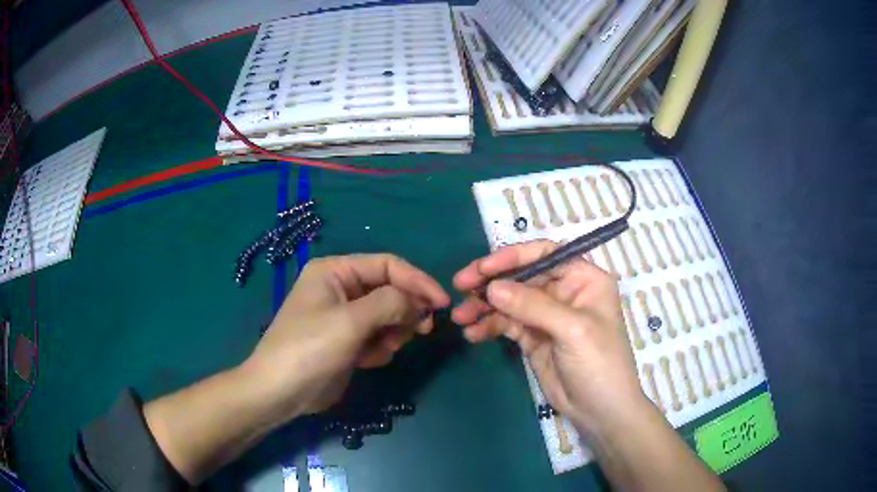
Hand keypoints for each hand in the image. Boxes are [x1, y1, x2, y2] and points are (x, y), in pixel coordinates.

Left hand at [245, 254, 449, 418]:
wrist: (280, 392)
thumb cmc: (309, 349)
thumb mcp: (350, 322)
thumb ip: (390, 304)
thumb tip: (419, 302)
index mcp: (335, 271)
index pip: (388, 265)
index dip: (418, 281)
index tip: (442, 304)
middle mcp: (341, 288)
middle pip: (390, 290)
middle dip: (405, 311)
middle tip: (421, 331)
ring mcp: (344, 316)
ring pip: (388, 315)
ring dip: (393, 333)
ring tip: (382, 350)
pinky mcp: (347, 341)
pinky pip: (378, 335)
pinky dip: (380, 347)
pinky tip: (368, 361)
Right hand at [452, 240, 648, 435]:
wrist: (600, 411)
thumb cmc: (600, 363)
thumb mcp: (572, 330)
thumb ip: (532, 306)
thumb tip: (491, 287)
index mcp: (583, 279)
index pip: (545, 254)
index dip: (513, 257)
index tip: (483, 267)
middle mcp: (564, 292)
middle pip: (522, 276)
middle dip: (490, 281)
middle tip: (460, 286)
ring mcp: (547, 316)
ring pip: (510, 301)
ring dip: (484, 307)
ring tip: (460, 317)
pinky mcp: (534, 338)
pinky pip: (506, 324)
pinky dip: (488, 326)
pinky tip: (472, 334)